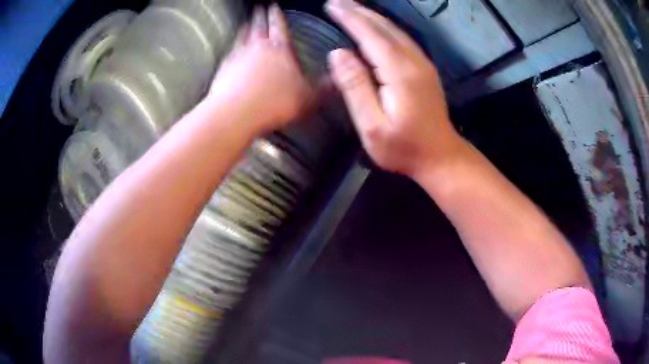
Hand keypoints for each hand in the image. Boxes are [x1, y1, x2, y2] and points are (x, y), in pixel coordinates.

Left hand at [208, 4, 312, 133]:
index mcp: (280, 50)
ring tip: (247, 22)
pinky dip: (232, 47)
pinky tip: (232, 49)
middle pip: (259, 26)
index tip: (274, 6)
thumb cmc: (272, 103)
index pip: (279, 26)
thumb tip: (338, 82)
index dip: (277, 14)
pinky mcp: (224, 70)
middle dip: (260, 15)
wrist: (237, 112)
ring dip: (245, 27)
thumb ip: (324, 88)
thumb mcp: (308, 98)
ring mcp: (239, 57)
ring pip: (243, 36)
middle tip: (260, 7)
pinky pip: (229, 52)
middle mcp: (258, 48)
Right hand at [325, 0, 462, 177]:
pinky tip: (376, 25)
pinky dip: (385, 27)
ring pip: (395, 30)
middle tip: (337, 1)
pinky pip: (402, 39)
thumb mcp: (372, 126)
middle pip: (384, 27)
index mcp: (399, 72)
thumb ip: (355, 87)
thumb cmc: (403, 148)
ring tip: (352, 7)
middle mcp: (414, 61)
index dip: (350, 18)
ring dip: (372, 16)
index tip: (331, 5)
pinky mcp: (425, 69)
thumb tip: (338, 53)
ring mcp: (422, 64)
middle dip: (359, 11)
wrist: (440, 156)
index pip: (370, 35)